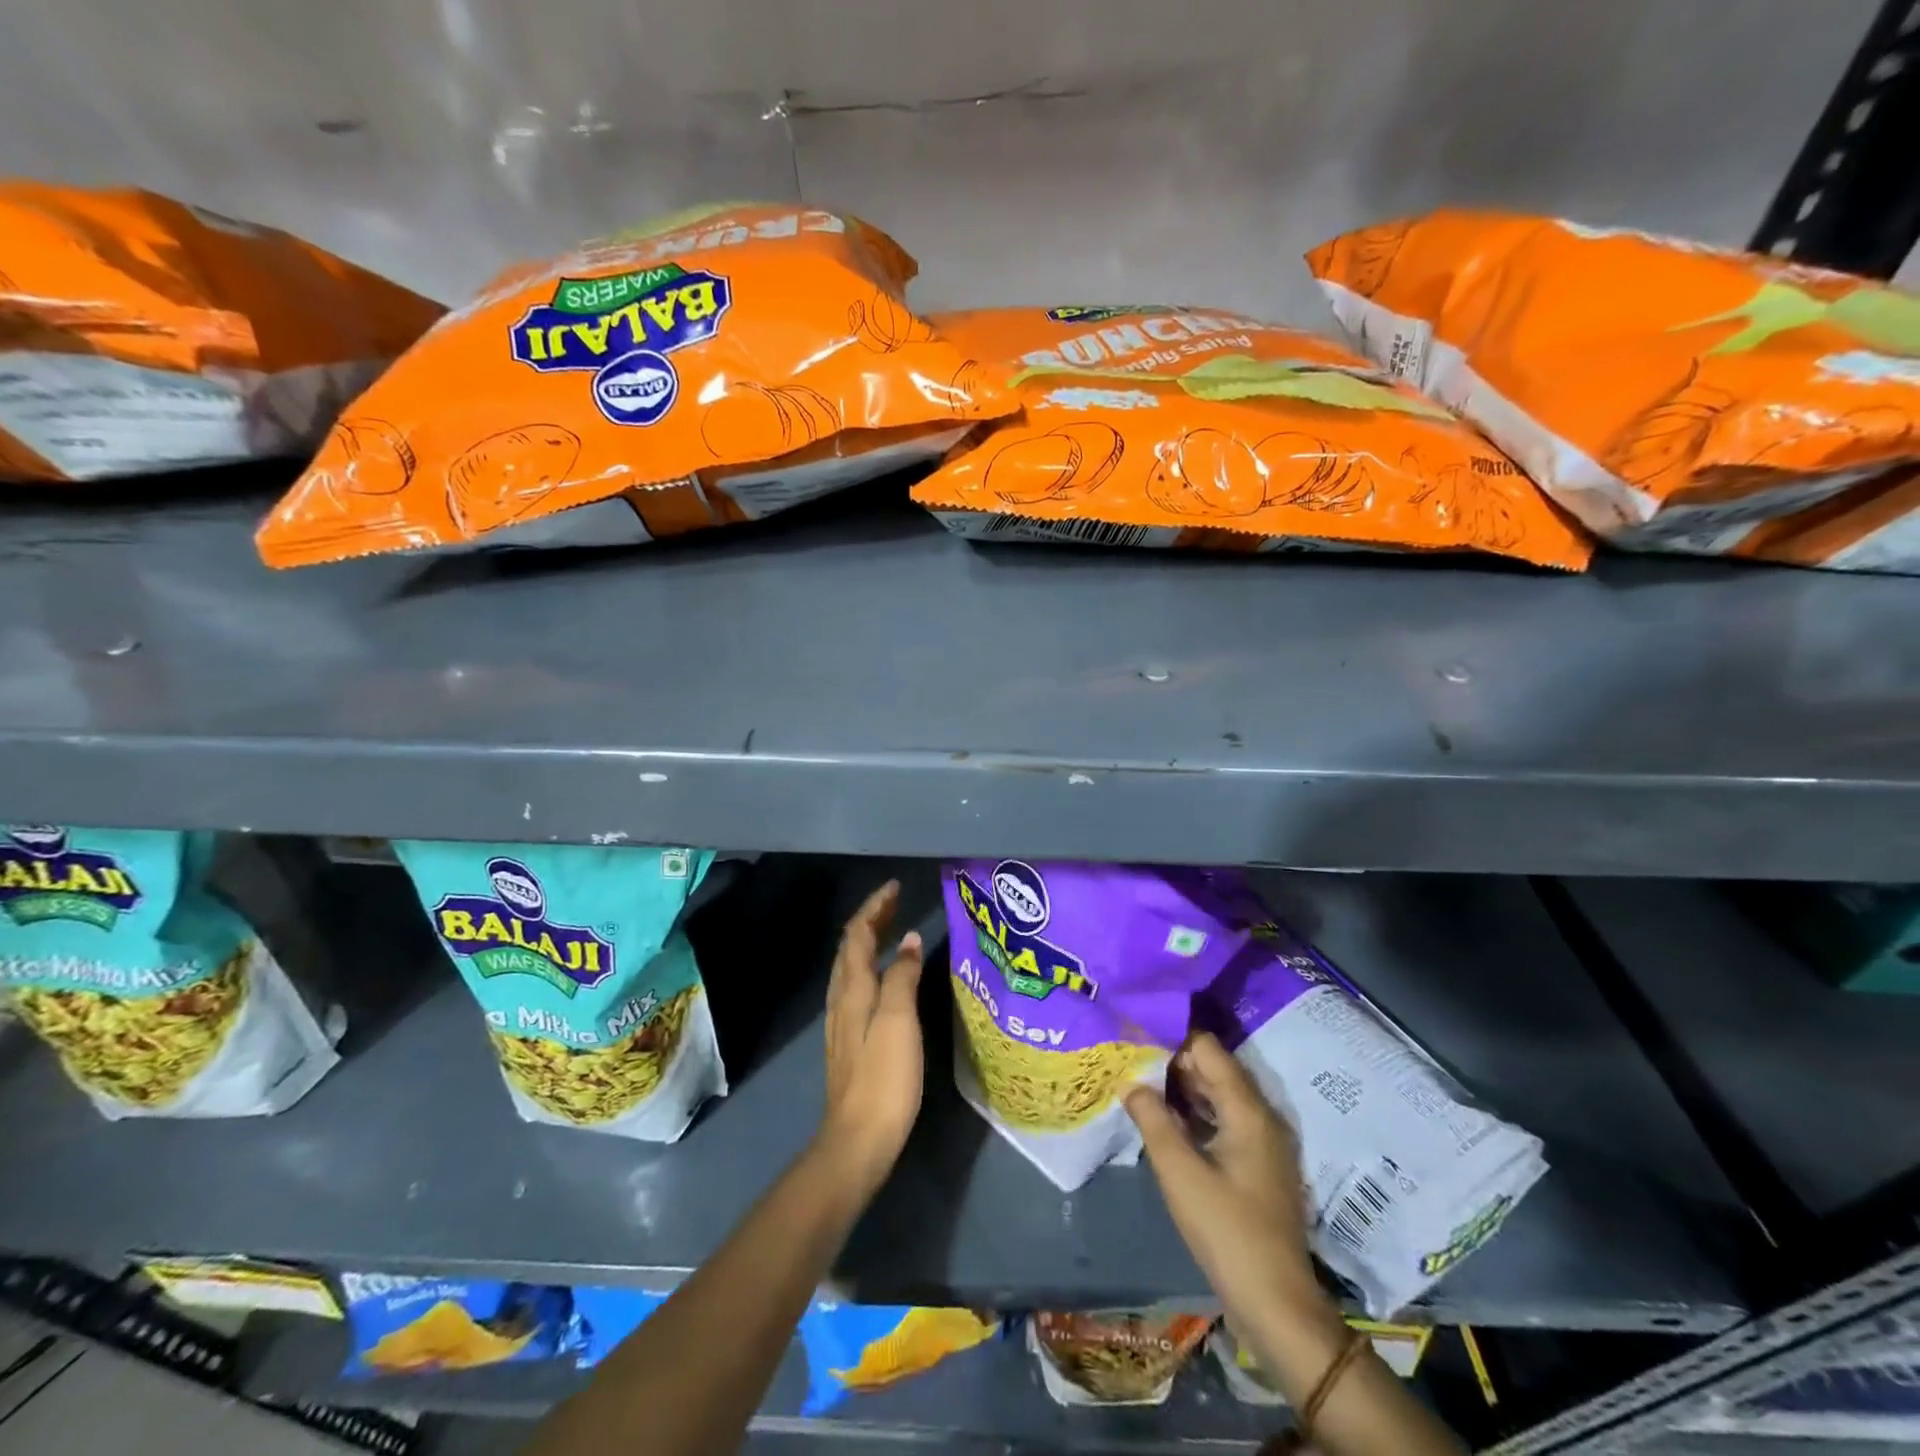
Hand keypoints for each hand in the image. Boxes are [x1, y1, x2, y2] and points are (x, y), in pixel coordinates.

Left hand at [818, 879, 925, 1194]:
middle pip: (851, 948)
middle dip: (871, 920)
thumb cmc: (884, 1076)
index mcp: (853, 989)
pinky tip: (885, 977)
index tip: (895, 887)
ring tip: (892, 929)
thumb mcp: (899, 1020)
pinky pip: (856, 986)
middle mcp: (842, 999)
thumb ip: (902, 976)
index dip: (875, 908)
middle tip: (896, 901)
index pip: (858, 935)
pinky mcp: (849, 1040)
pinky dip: (870, 966)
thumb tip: (909, 940)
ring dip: (869, 942)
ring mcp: (842, 1021)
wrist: (858, 1139)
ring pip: (851, 967)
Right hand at [1125, 1033, 1334, 1342]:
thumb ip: (1153, 1119)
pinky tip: (1164, 1120)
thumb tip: (1130, 1081)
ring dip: (1181, 1089)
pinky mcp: (1258, 1166)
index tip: (1135, 1036)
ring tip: (1139, 1082)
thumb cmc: (1227, 1231)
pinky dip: (1195, 1114)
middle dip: (1172, 1062)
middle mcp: (1261, 1117)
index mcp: (1248, 1110)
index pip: (1208, 1049)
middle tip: (1129, 1058)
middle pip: (1214, 1070)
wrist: (1276, 1305)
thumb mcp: (1180, 1173)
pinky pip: (1223, 1121)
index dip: (1171, 1038)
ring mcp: (1262, 1143)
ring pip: (1218, 1096)